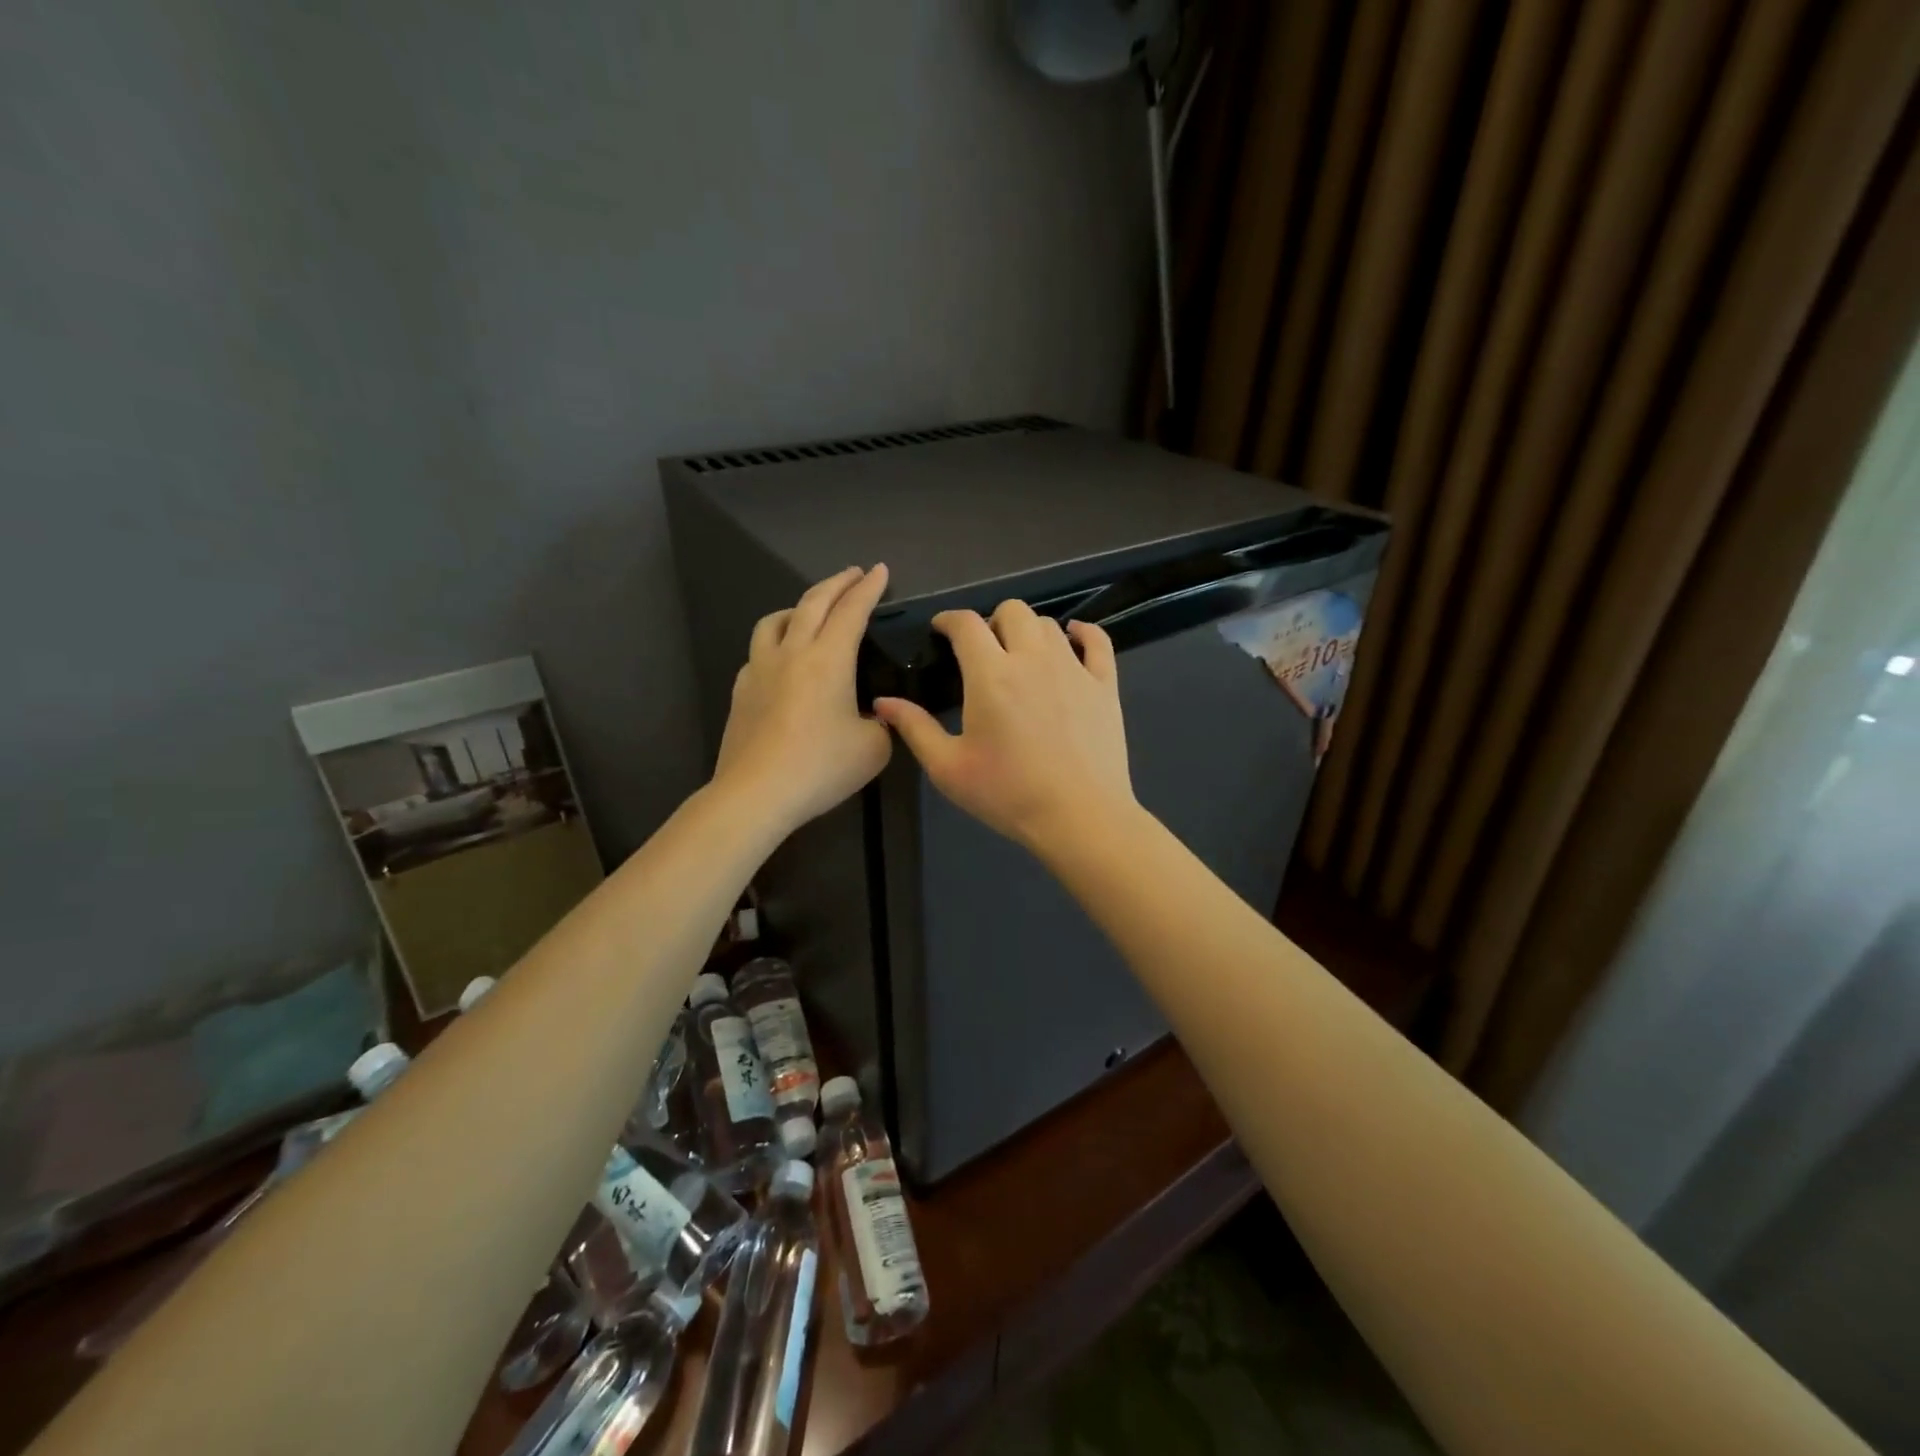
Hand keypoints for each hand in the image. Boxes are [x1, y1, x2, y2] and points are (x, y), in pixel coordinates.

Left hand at [714, 565, 892, 832]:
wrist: (757, 793)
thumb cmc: (821, 767)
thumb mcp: (874, 748)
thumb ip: (882, 722)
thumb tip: (874, 715)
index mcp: (829, 659)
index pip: (852, 610)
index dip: (869, 587)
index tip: (879, 570)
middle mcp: (792, 652)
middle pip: (813, 602)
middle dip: (837, 583)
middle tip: (853, 574)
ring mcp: (760, 669)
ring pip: (776, 620)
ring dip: (799, 606)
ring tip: (810, 611)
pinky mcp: (742, 690)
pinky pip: (759, 652)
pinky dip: (776, 642)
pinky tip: (782, 660)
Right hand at [873, 600, 1136, 854]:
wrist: (1079, 816)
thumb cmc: (1008, 794)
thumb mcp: (949, 768)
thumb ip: (915, 729)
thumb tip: (883, 702)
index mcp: (991, 674)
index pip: (966, 624)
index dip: (949, 619)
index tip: (942, 629)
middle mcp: (1033, 659)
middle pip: (1012, 611)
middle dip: (991, 622)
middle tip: (984, 651)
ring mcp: (1074, 668)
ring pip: (1049, 624)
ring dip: (1029, 632)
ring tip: (1021, 656)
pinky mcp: (1104, 684)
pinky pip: (1097, 640)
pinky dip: (1083, 632)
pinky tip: (1074, 638)